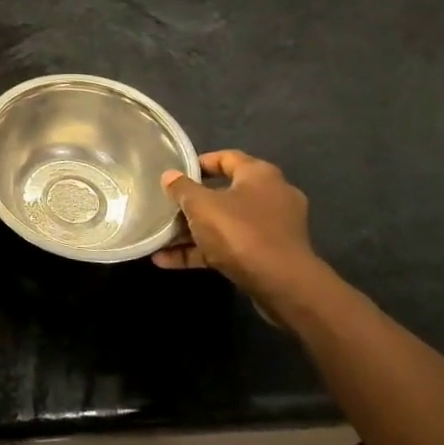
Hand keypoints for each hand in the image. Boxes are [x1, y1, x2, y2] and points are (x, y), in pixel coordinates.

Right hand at [152, 150, 326, 303]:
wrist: (283, 286)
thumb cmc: (240, 232)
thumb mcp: (200, 205)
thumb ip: (181, 188)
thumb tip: (169, 176)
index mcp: (259, 175)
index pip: (226, 158)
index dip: (199, 163)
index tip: (175, 173)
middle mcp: (271, 196)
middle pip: (223, 194)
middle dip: (192, 204)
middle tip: (166, 207)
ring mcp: (273, 229)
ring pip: (225, 224)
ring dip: (193, 232)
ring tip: (160, 239)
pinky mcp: (270, 257)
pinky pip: (230, 248)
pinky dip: (203, 252)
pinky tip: (168, 261)